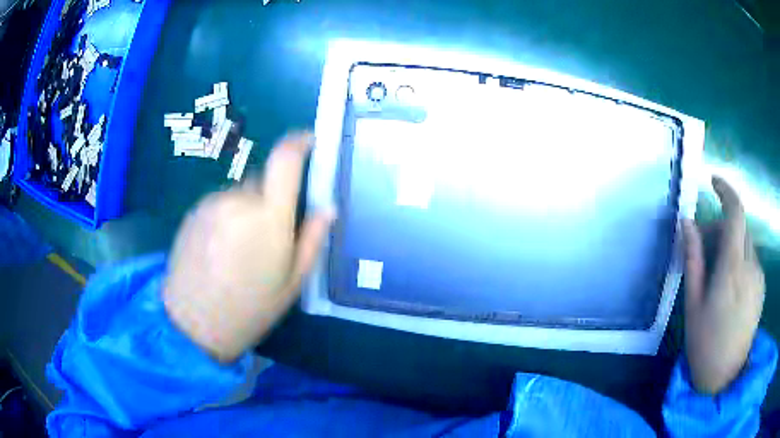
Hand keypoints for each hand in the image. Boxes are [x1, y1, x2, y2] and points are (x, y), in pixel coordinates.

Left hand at [163, 131, 333, 362]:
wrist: (192, 324)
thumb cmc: (249, 309)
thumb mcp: (292, 283)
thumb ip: (312, 240)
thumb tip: (327, 209)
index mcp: (268, 217)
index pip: (285, 159)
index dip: (299, 143)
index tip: (309, 142)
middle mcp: (238, 200)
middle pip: (262, 180)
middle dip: (272, 198)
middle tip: (270, 235)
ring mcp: (211, 203)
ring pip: (240, 194)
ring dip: (247, 209)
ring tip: (240, 250)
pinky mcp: (193, 212)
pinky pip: (220, 203)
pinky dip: (227, 216)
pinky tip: (220, 249)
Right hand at [683, 176, 764, 393]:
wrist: (725, 376)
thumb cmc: (704, 343)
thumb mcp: (693, 303)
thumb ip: (693, 258)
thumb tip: (687, 222)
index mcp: (732, 269)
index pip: (736, 212)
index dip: (725, 190)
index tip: (713, 182)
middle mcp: (750, 265)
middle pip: (739, 227)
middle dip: (721, 227)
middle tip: (702, 248)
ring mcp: (758, 276)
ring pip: (746, 242)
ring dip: (731, 245)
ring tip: (716, 272)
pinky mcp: (761, 286)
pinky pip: (751, 259)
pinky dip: (740, 259)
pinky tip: (730, 285)